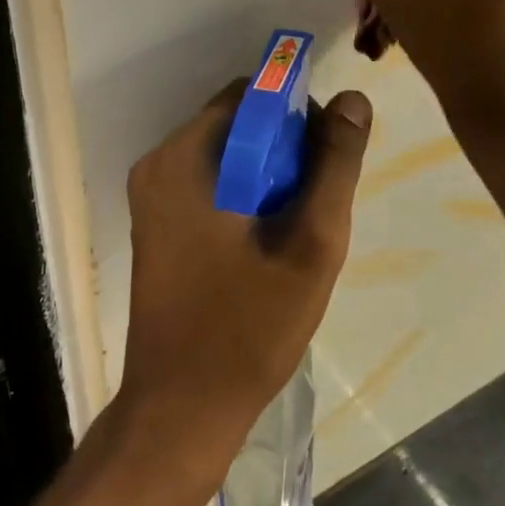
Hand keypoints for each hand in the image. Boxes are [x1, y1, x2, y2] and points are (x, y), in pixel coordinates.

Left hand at [113, 81, 372, 491]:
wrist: (181, 410)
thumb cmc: (247, 327)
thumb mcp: (310, 242)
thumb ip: (335, 164)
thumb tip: (353, 98)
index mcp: (184, 157)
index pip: (251, 95)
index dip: (298, 113)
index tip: (327, 158)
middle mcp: (158, 164)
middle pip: (237, 123)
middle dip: (285, 148)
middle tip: (316, 201)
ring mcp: (151, 196)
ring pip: (227, 155)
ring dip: (268, 175)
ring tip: (296, 227)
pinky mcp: (156, 225)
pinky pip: (209, 184)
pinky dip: (244, 195)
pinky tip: (267, 242)